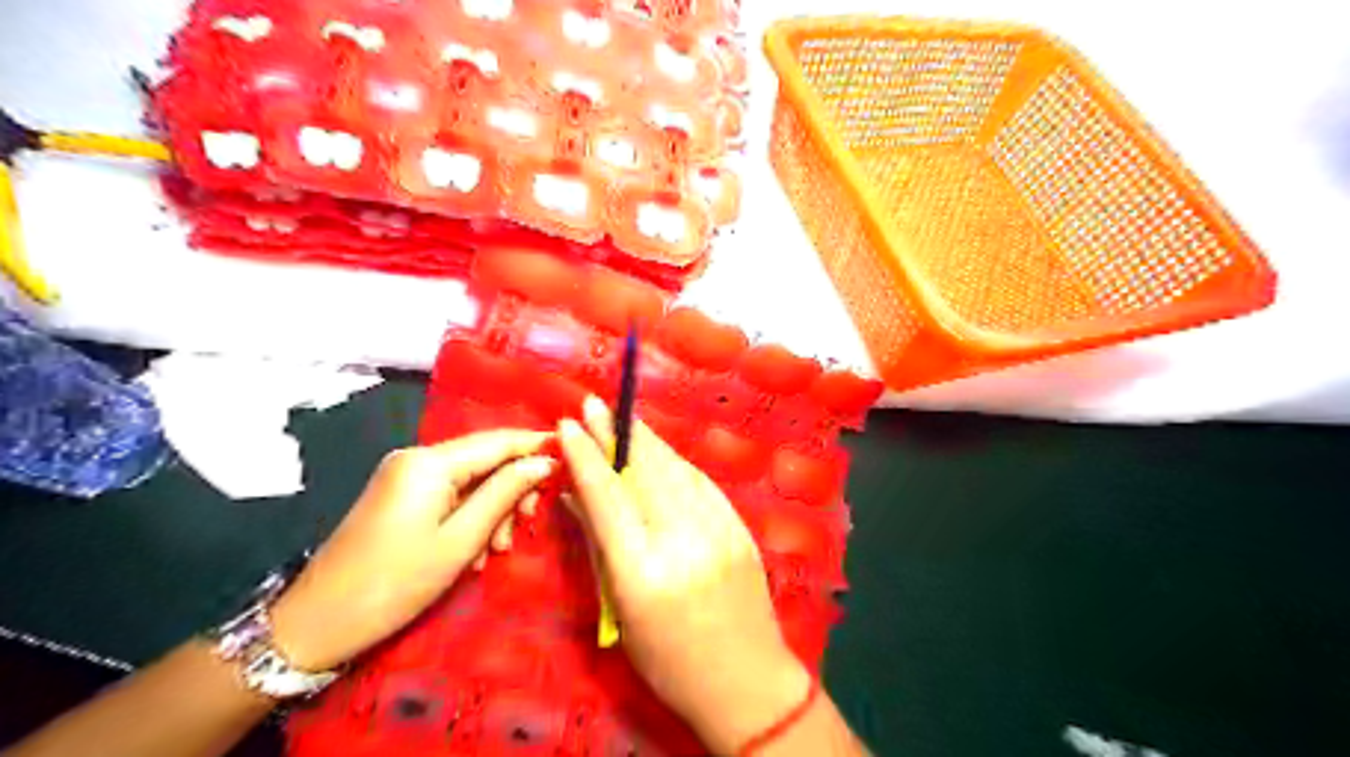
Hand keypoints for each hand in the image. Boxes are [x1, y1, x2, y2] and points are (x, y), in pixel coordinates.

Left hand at [271, 427, 554, 670]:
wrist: (315, 624)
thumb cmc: (394, 583)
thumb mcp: (460, 540)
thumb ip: (504, 493)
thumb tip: (543, 462)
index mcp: (429, 462)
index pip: (498, 440)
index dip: (537, 445)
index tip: (573, 456)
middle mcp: (416, 458)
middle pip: (484, 460)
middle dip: (512, 488)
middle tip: (526, 524)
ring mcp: (405, 476)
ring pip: (470, 480)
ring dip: (492, 509)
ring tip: (496, 551)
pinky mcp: (399, 496)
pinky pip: (450, 496)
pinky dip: (469, 517)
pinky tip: (474, 552)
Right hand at [559, 399, 809, 754]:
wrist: (746, 679)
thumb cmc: (669, 660)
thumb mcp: (622, 612)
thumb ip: (598, 548)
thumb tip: (576, 496)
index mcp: (644, 572)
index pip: (608, 498)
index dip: (586, 457)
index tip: (568, 425)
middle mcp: (683, 541)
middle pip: (643, 472)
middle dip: (615, 433)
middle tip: (593, 404)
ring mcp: (718, 529)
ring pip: (675, 469)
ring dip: (645, 440)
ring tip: (622, 417)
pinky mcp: (739, 526)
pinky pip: (700, 483)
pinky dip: (675, 462)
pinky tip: (658, 451)